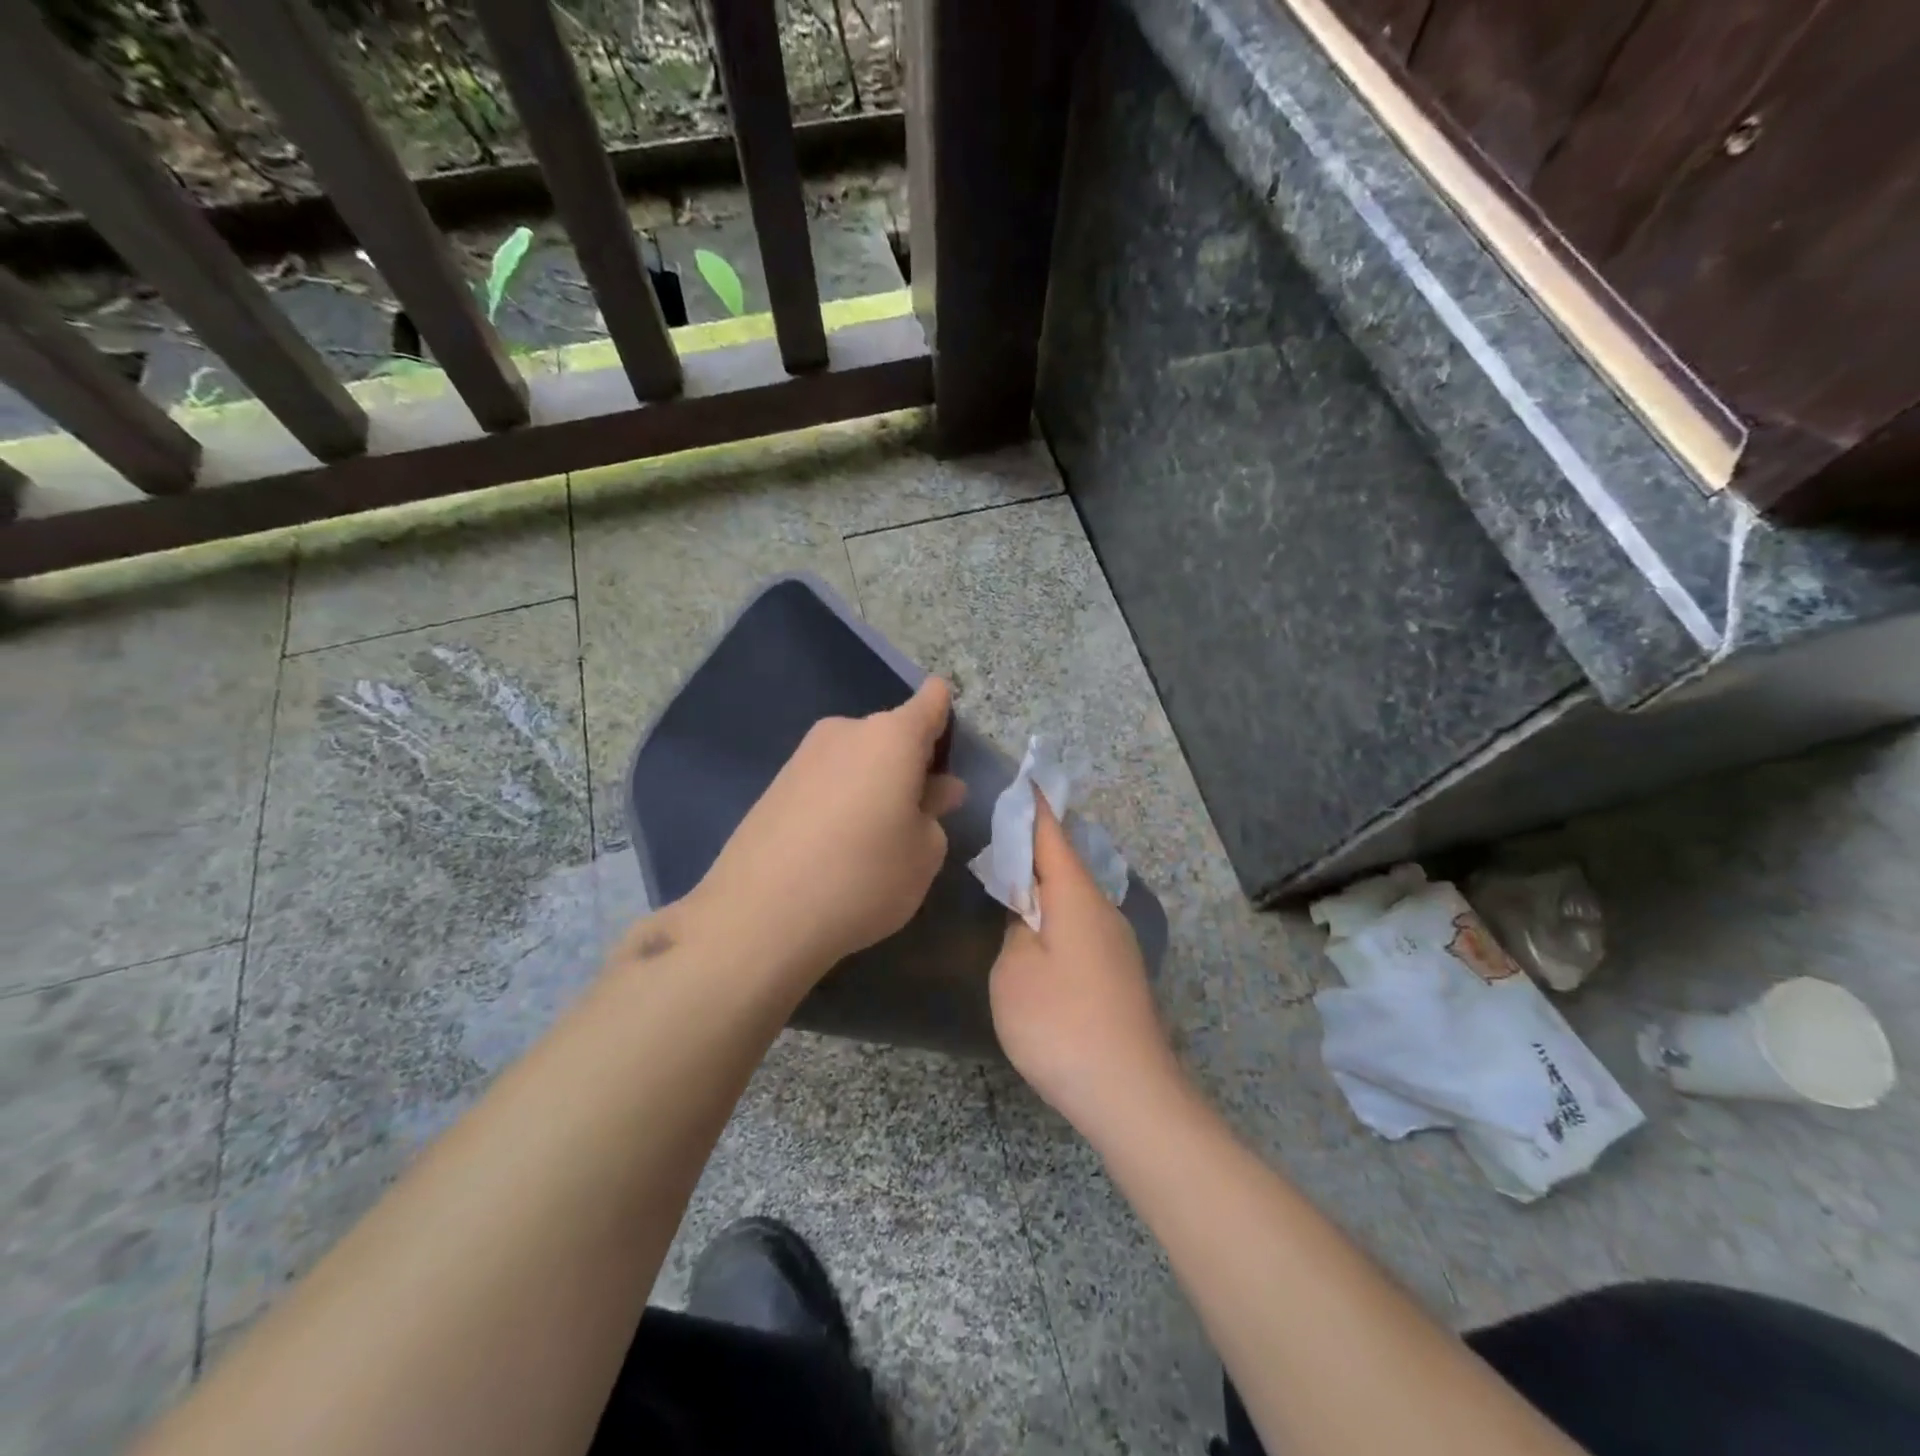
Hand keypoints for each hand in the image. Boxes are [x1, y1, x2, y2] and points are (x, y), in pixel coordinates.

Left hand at [691, 677, 965, 985]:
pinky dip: (840, 801)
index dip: (947, 718)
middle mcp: (846, 731)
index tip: (951, 755)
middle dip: (910, 765)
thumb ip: (934, 812)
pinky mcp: (775, 785)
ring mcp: (804, 756)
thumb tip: (933, 790)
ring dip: (874, 785)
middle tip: (920, 814)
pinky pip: (826, 781)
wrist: (759, 916)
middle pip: (892, 734)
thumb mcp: (924, 854)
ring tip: (876, 840)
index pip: (932, 700)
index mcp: (892, 736)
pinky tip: (837, 848)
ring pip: (857, 759)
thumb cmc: (864, 877)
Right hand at [990, 799, 1182, 1136]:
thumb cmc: (1061, 1024)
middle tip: (1003, 828)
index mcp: (1076, 897)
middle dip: (1037, 842)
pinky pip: (1082, 922)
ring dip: (1047, 880)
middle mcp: (1103, 909)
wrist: (1129, 1094)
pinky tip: (1039, 929)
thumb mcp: (1015, 971)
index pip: (1052, 835)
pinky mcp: (1118, 971)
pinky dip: (1057, 912)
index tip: (1024, 778)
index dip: (1035, 807)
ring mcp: (1116, 942)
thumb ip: (1016, 928)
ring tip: (1013, 876)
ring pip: (1075, 894)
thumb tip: (1029, 913)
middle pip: (1066, 861)